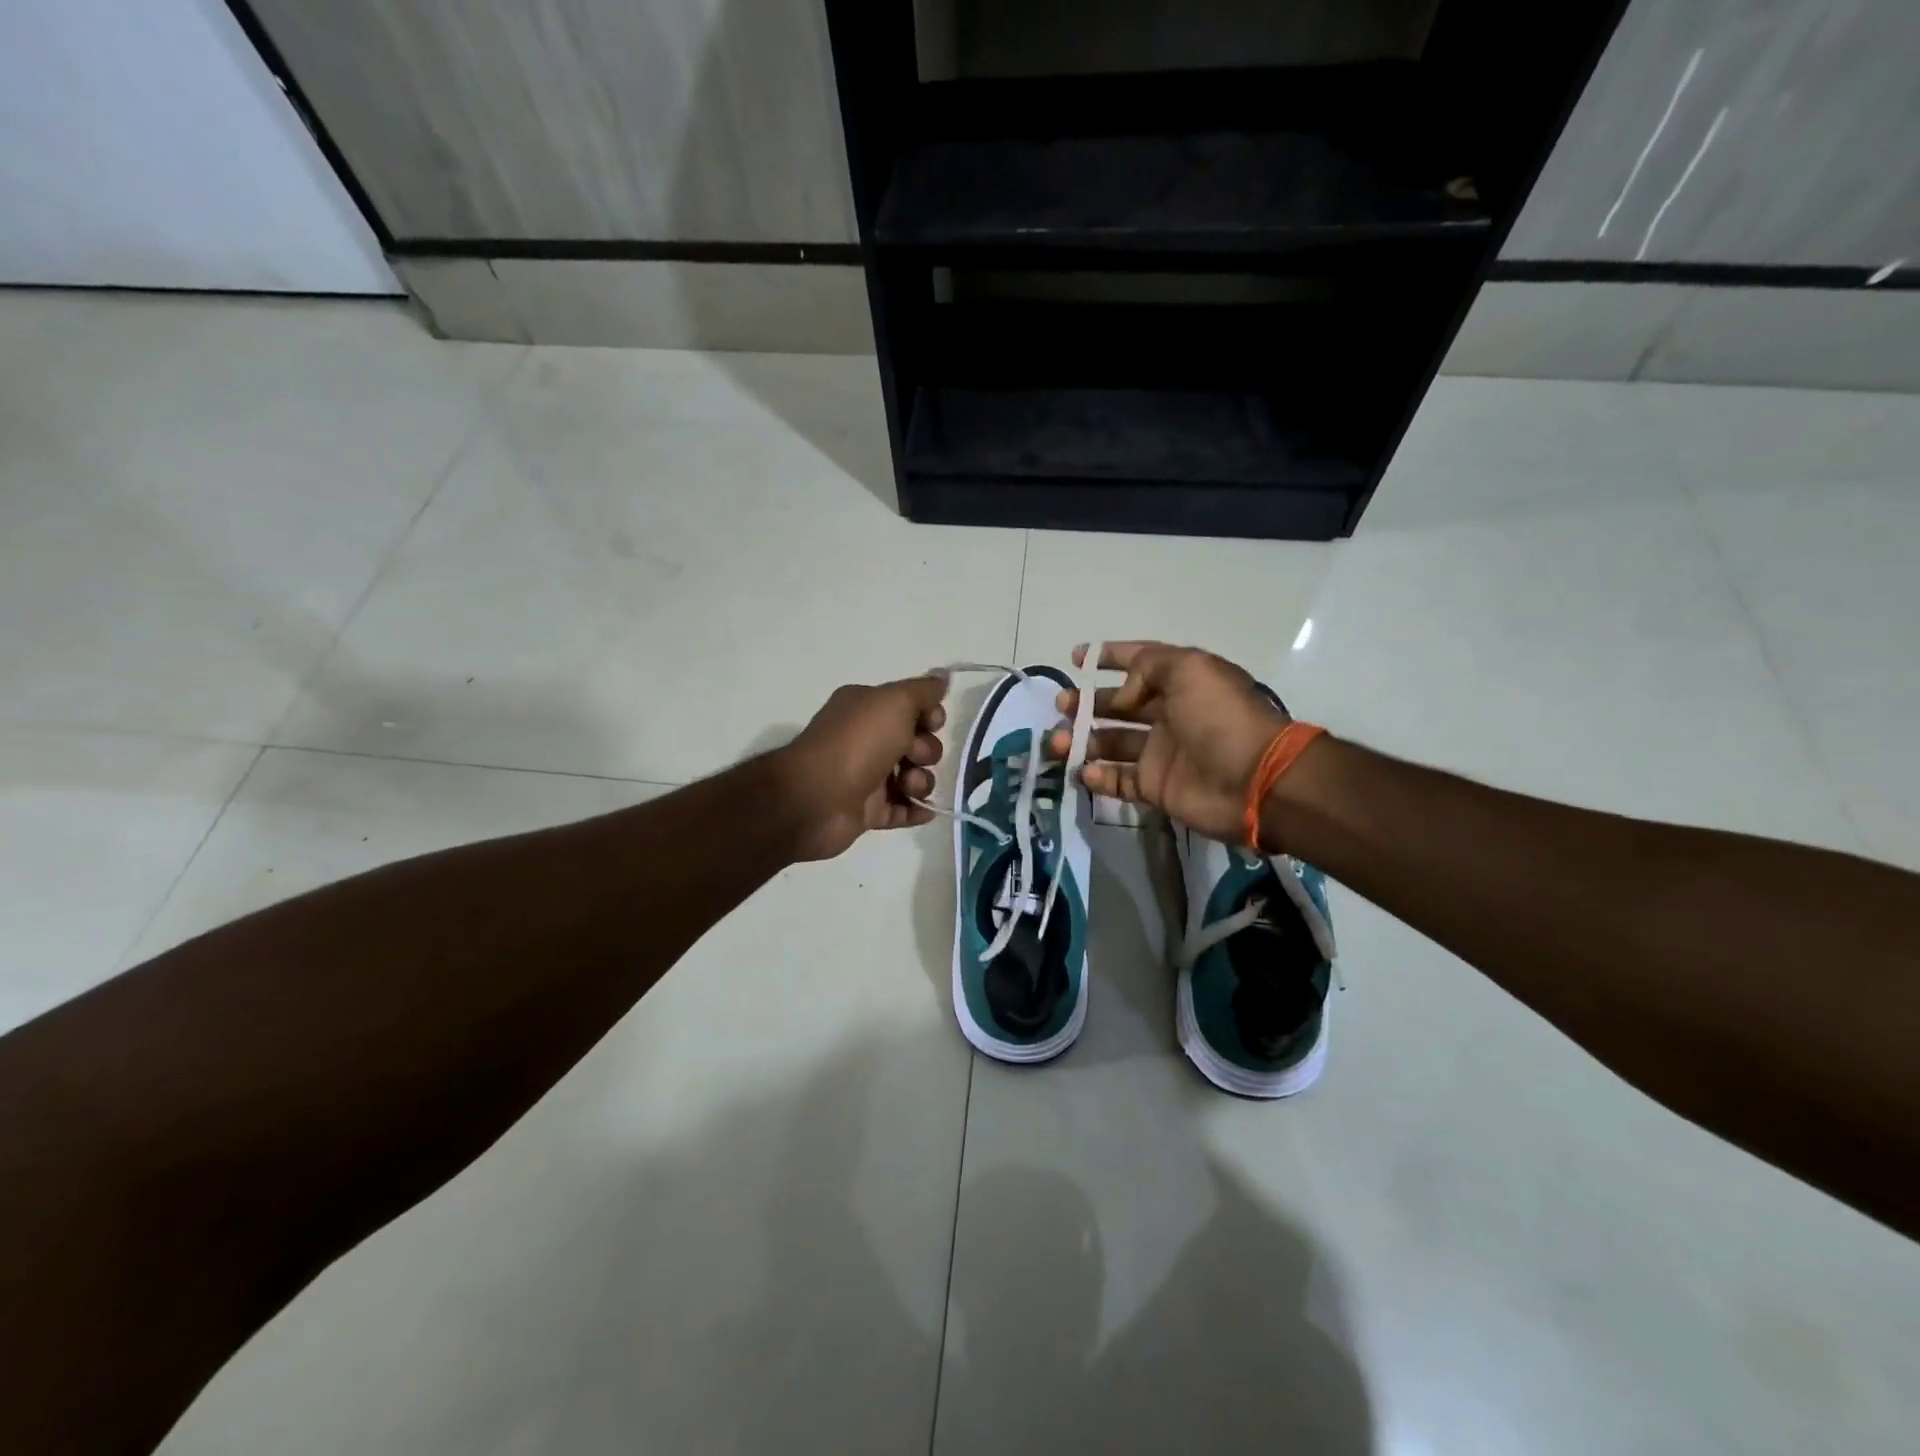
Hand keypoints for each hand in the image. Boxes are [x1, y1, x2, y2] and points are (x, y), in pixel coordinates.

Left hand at [776, 672, 947, 861]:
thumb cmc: (857, 742)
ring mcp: (865, 777)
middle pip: (916, 743)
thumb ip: (923, 690)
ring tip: (908, 787)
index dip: (929, 714)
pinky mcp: (867, 811)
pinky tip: (923, 811)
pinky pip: (902, 809)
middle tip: (913, 756)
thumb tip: (943, 676)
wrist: (817, 798)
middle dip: (926, 751)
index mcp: (865, 708)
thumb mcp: (895, 702)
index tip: (933, 723)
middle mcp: (864, 739)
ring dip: (921, 782)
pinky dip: (915, 810)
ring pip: (912, 777)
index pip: (910, 706)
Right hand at [1051, 642, 1288, 844]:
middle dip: (1086, 703)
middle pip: (1117, 705)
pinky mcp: (1156, 787)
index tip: (1076, 658)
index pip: (1139, 663)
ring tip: (1058, 744)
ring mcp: (1160, 753)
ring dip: (1081, 741)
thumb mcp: (1188, 669)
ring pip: (1110, 743)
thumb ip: (1147, 667)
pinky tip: (1083, 771)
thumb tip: (1120, 695)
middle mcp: (1168, 714)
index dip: (1109, 656)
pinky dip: (1097, 776)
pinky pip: (1118, 781)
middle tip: (1062, 707)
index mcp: (1179, 682)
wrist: (1254, 780)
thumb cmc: (1220, 717)